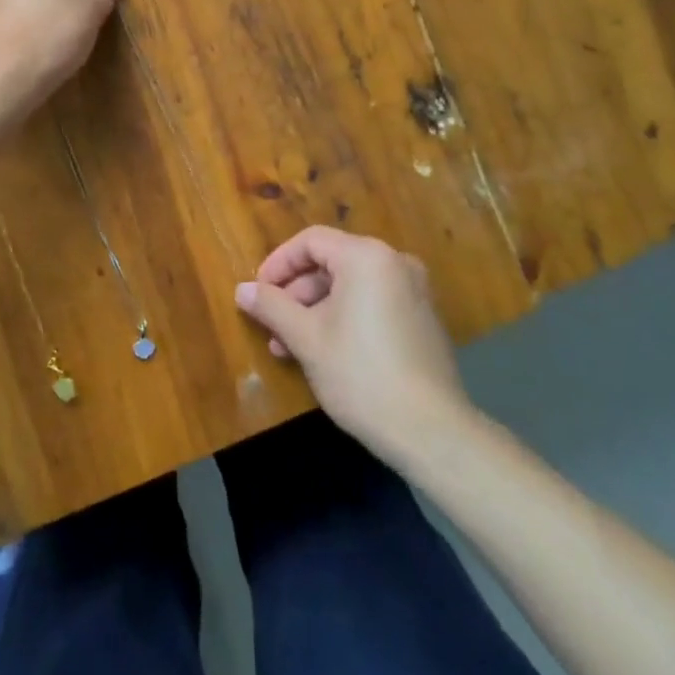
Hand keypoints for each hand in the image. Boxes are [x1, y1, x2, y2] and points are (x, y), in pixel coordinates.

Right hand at [236, 226, 472, 467]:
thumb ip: (271, 307)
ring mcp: (414, 292)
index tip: (257, 292)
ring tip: (289, 347)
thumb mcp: (306, 338)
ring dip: (315, 310)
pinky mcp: (422, 320)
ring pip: (350, 287)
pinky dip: (343, 318)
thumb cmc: (361, 374)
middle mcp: (395, 263)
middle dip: (295, 293)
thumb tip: (242, 290)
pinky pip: (372, 304)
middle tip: (271, 324)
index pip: (311, 241)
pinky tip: (323, 353)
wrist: (432, 433)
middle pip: (331, 263)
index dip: (278, 264)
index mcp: (367, 257)